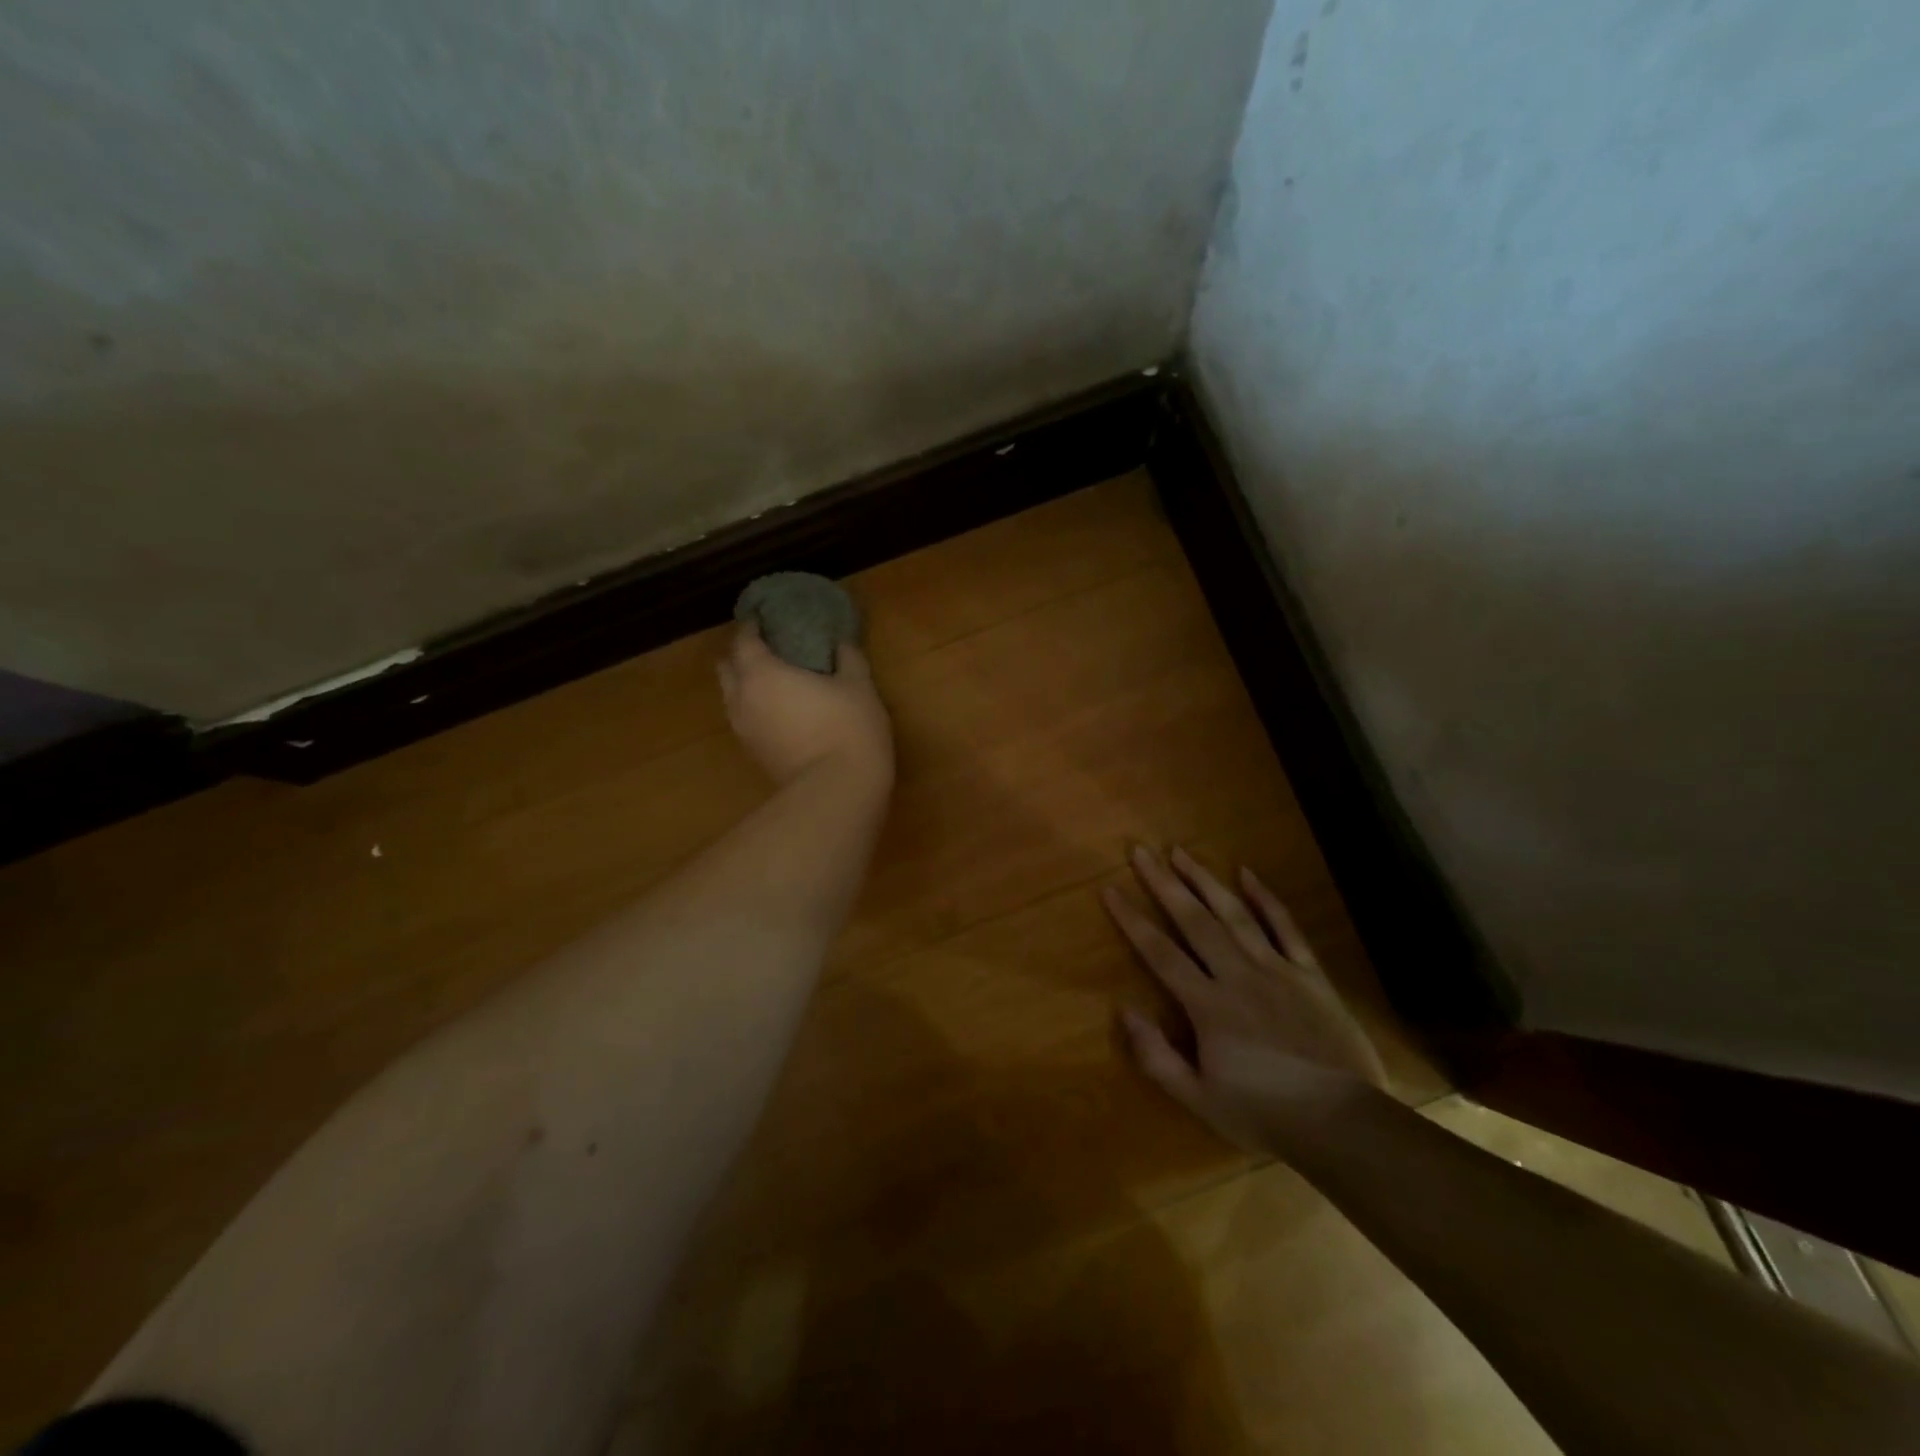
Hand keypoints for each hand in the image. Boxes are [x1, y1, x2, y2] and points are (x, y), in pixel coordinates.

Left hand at [718, 624, 892, 787]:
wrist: (837, 790)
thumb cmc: (848, 728)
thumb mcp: (858, 686)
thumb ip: (848, 659)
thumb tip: (842, 643)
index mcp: (762, 673)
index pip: (744, 640)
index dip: (752, 626)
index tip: (765, 618)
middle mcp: (742, 699)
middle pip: (727, 668)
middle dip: (742, 655)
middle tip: (768, 649)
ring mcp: (744, 731)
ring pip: (732, 697)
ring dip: (745, 685)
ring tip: (773, 681)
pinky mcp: (753, 755)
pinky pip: (744, 721)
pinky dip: (755, 709)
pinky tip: (780, 712)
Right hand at [1103, 846, 1386, 1150]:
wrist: (1342, 1124)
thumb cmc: (1264, 1113)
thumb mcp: (1199, 1099)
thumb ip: (1156, 1056)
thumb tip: (1123, 1010)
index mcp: (1208, 1005)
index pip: (1161, 953)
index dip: (1133, 920)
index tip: (1110, 889)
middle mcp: (1237, 975)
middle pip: (1194, 921)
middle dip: (1164, 884)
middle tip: (1142, 851)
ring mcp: (1277, 969)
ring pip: (1235, 914)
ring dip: (1205, 880)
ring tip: (1181, 852)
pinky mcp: (1310, 974)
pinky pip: (1286, 928)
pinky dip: (1266, 899)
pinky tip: (1247, 873)